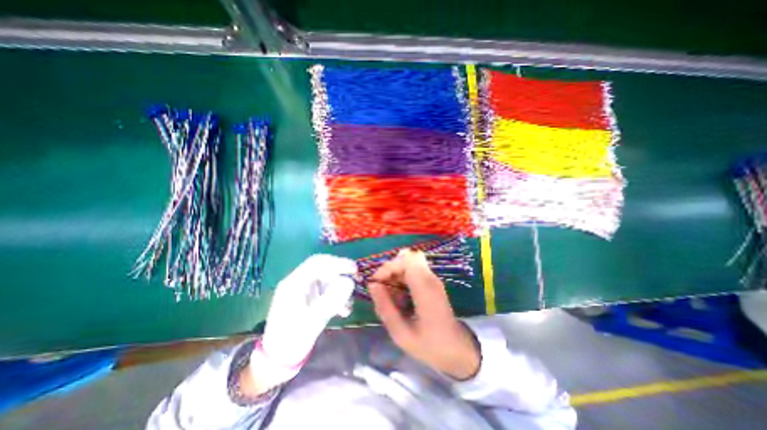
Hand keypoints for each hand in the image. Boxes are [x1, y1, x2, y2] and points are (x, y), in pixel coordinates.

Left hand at [249, 254, 355, 394]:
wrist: (278, 359)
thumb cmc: (292, 339)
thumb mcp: (314, 320)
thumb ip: (332, 299)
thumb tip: (350, 282)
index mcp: (294, 283)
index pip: (317, 263)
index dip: (337, 262)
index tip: (354, 269)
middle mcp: (298, 282)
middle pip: (323, 269)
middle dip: (341, 273)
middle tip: (357, 279)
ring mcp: (303, 290)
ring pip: (326, 280)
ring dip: (340, 289)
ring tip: (348, 306)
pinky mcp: (309, 298)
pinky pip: (326, 291)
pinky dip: (337, 297)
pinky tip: (343, 310)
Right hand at [366, 251, 476, 380]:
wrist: (457, 350)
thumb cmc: (429, 346)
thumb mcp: (401, 333)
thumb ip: (385, 307)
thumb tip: (372, 285)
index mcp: (425, 289)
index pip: (406, 260)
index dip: (388, 267)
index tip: (376, 282)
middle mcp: (430, 278)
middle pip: (408, 257)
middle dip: (391, 269)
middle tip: (382, 287)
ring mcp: (433, 279)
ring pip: (410, 262)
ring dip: (395, 273)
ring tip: (390, 294)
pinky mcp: (432, 282)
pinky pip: (413, 270)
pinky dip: (402, 277)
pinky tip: (399, 295)